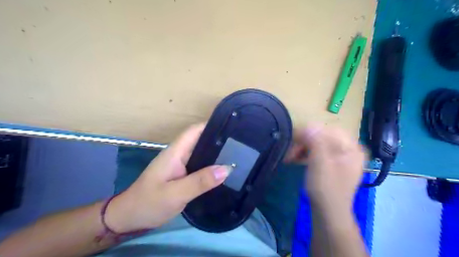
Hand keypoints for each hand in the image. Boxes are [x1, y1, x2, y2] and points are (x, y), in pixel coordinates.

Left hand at [104, 123, 231, 233]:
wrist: (129, 219)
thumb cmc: (148, 203)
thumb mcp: (175, 194)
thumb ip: (200, 181)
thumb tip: (227, 169)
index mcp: (175, 152)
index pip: (194, 131)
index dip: (211, 126)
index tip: (231, 128)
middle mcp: (179, 155)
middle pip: (200, 140)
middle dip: (219, 140)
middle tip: (240, 144)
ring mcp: (180, 166)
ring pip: (201, 154)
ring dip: (217, 154)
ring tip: (237, 156)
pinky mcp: (182, 176)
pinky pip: (200, 166)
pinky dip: (212, 166)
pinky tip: (224, 171)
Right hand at [285, 125, 366, 215]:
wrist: (328, 212)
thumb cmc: (326, 189)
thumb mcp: (320, 163)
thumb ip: (316, 142)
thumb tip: (309, 124)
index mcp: (352, 148)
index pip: (329, 130)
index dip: (310, 131)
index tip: (293, 138)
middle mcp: (349, 150)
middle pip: (323, 136)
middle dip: (304, 142)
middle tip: (290, 151)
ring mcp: (341, 157)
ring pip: (319, 143)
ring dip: (303, 148)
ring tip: (290, 157)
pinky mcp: (332, 163)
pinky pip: (318, 152)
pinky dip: (306, 154)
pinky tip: (296, 159)